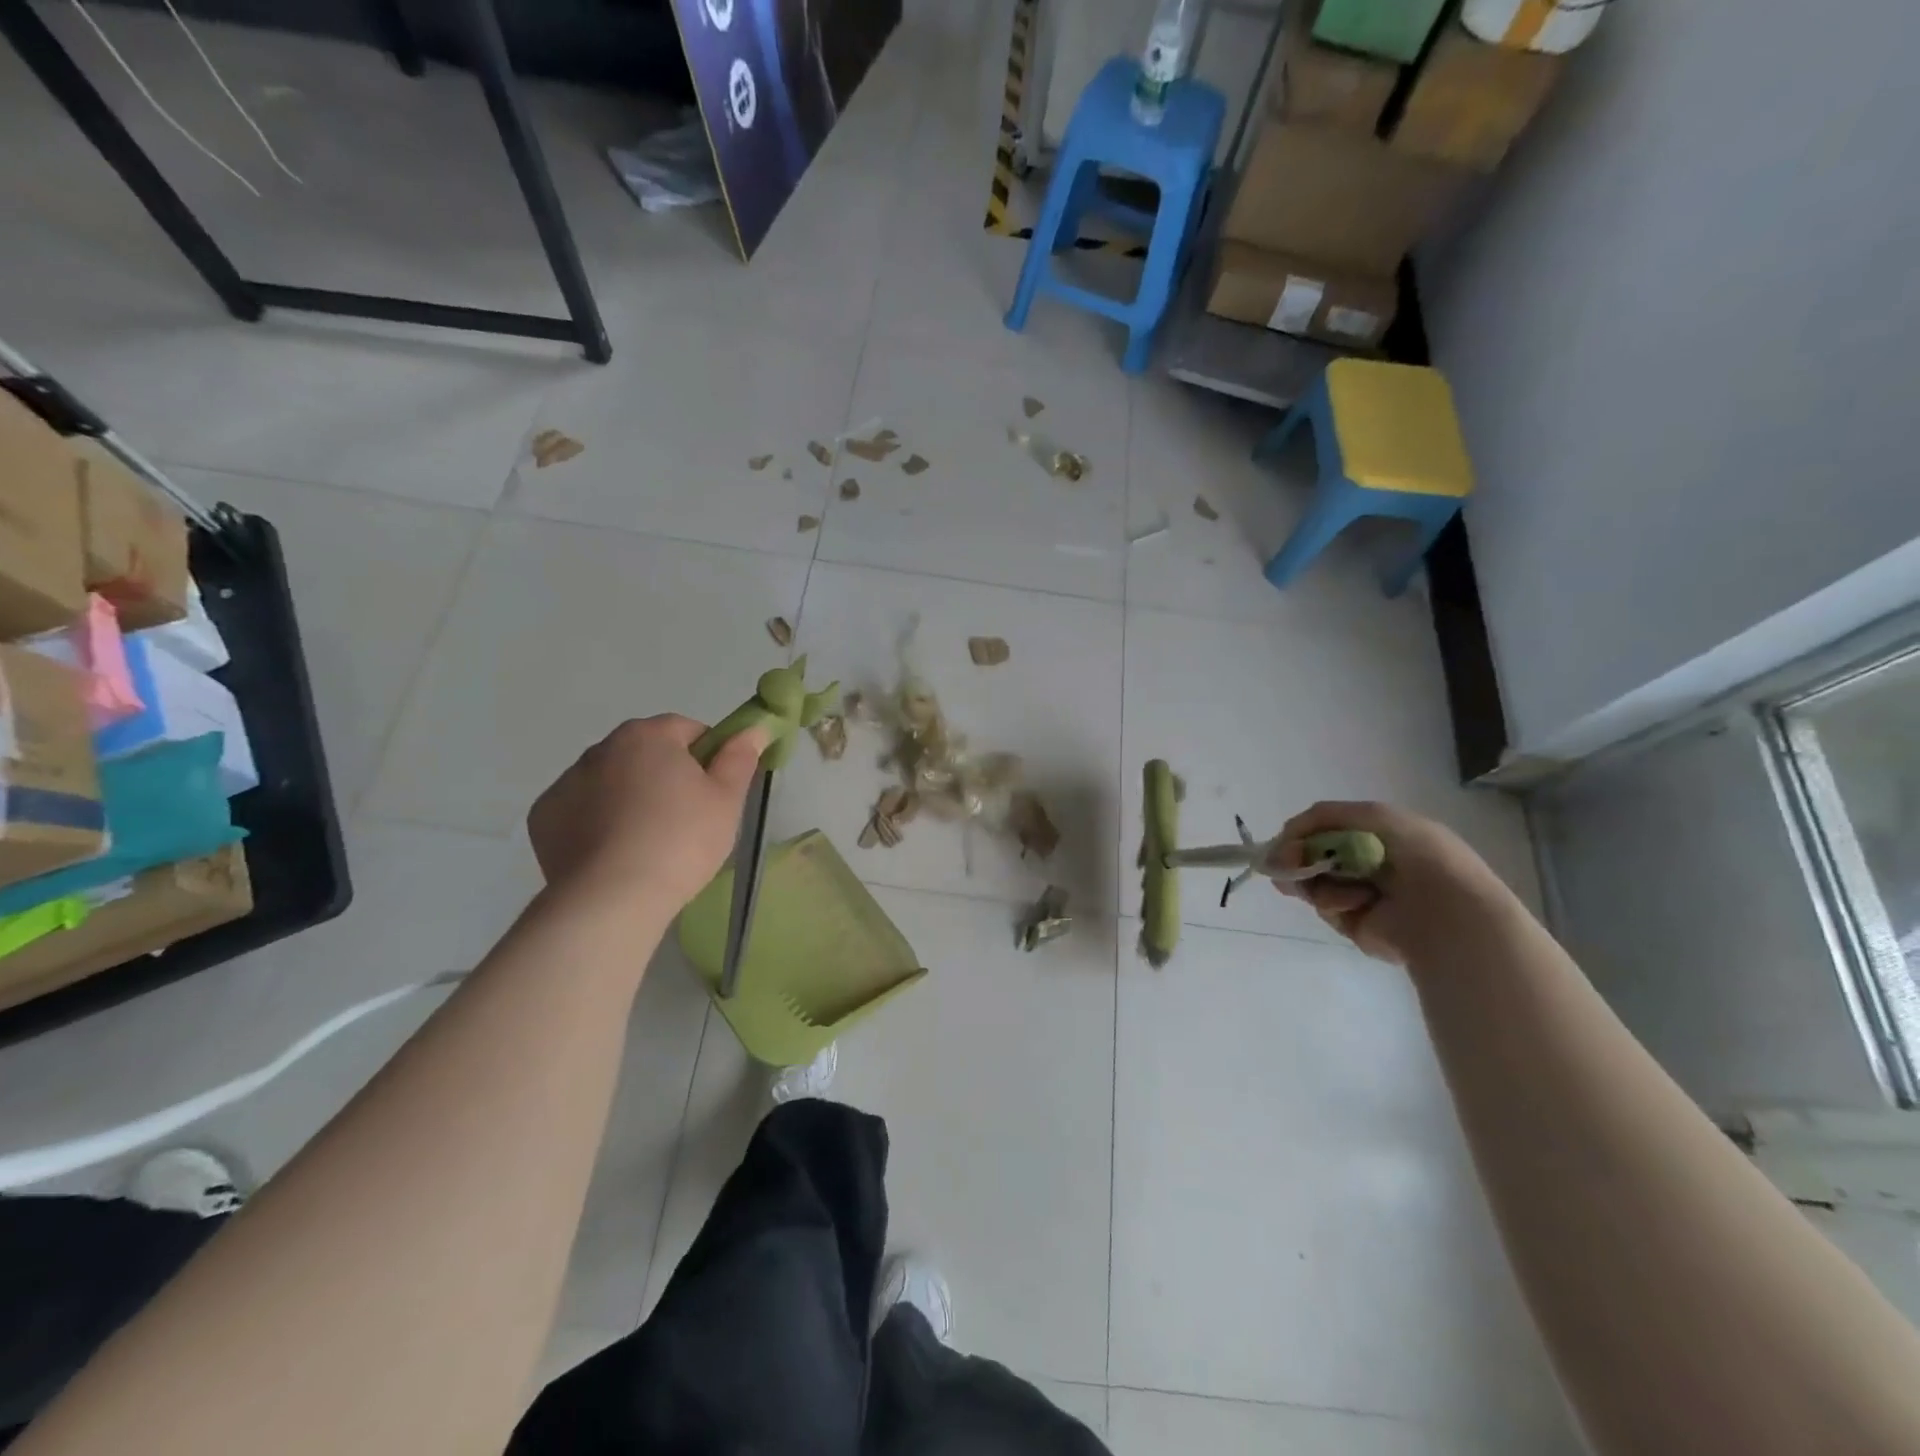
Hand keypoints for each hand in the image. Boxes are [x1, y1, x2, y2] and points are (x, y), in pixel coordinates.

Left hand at [528, 715, 767, 917]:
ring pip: (611, 780)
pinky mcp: (543, 817)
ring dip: (629, 796)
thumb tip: (753, 729)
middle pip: (646, 753)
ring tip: (647, 842)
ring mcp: (566, 781)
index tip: (714, 791)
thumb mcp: (727, 799)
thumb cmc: (681, 841)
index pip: (688, 729)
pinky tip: (613, 853)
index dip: (708, 756)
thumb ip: (740, 757)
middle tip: (685, 819)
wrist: (612, 898)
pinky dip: (596, 822)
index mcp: (648, 736)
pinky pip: (580, 809)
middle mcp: (601, 748)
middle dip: (665, 775)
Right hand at [1268, 801, 1512, 965]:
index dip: (1302, 835)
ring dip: (1317, 882)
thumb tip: (1281, 843)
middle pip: (1313, 857)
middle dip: (1297, 859)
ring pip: (1314, 883)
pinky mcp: (1358, 925)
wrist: (1446, 909)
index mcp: (1380, 837)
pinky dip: (1335, 903)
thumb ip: (1321, 818)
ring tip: (1337, 885)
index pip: (1327, 831)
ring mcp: (1362, 896)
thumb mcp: (1371, 815)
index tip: (1284, 843)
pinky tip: (1357, 903)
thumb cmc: (1416, 854)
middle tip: (1285, 866)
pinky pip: (1328, 909)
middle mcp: (1370, 864)